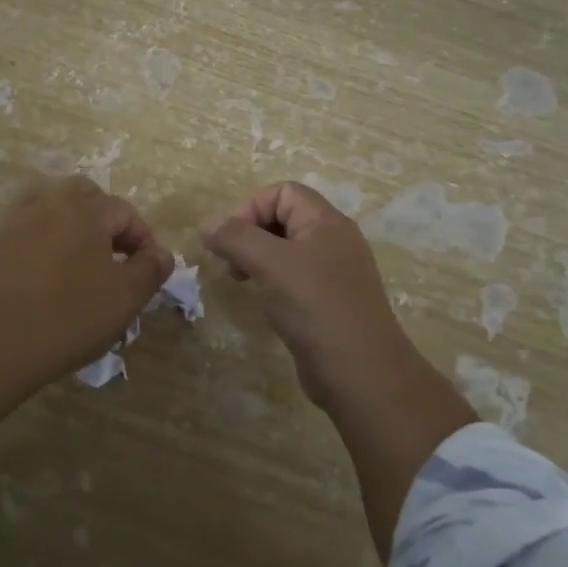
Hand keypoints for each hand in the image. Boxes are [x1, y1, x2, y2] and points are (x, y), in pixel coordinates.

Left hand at [0, 177, 173, 388]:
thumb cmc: (70, 317)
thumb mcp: (126, 298)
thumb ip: (150, 269)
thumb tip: (162, 253)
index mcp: (86, 209)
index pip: (126, 212)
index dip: (144, 240)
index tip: (148, 271)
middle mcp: (51, 203)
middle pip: (87, 196)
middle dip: (107, 221)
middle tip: (116, 258)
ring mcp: (18, 220)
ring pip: (54, 205)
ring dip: (74, 223)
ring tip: (82, 259)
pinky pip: (28, 227)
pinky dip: (44, 237)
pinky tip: (49, 269)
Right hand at [201, 180, 418, 408]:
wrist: (361, 374)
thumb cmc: (316, 307)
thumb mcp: (270, 264)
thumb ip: (235, 237)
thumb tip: (206, 222)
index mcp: (326, 222)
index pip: (283, 192)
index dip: (251, 207)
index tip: (230, 239)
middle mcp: (334, 241)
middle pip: (284, 218)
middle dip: (251, 233)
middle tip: (232, 261)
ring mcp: (334, 274)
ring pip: (287, 250)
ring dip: (258, 258)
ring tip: (242, 280)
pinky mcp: (329, 303)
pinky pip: (295, 279)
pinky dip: (273, 282)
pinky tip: (265, 303)